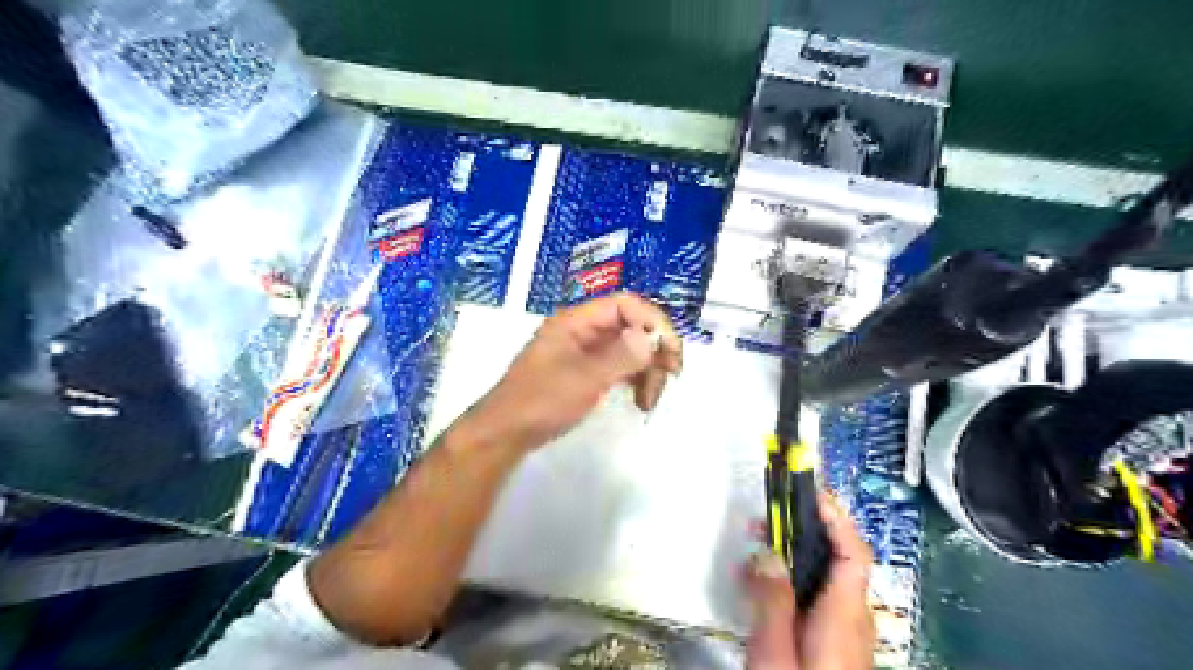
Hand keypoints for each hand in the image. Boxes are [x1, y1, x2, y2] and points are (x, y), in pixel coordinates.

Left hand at [462, 293, 680, 455]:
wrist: (506, 433)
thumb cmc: (541, 401)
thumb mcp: (584, 378)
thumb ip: (621, 356)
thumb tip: (653, 336)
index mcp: (577, 321)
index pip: (626, 304)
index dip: (653, 321)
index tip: (670, 350)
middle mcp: (583, 331)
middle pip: (631, 326)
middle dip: (654, 348)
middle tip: (672, 376)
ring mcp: (584, 352)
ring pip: (628, 349)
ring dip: (647, 369)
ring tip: (650, 400)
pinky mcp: (585, 372)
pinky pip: (619, 366)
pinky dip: (634, 379)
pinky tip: (640, 399)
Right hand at [744, 494, 872, 669]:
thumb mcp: (775, 652)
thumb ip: (772, 599)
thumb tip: (767, 549)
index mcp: (844, 613)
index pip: (853, 551)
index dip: (836, 516)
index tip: (808, 489)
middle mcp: (853, 616)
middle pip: (838, 558)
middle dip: (803, 528)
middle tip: (765, 514)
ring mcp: (845, 630)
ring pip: (824, 576)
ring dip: (793, 552)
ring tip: (756, 541)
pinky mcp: (832, 642)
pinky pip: (815, 596)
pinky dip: (791, 578)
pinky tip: (762, 583)